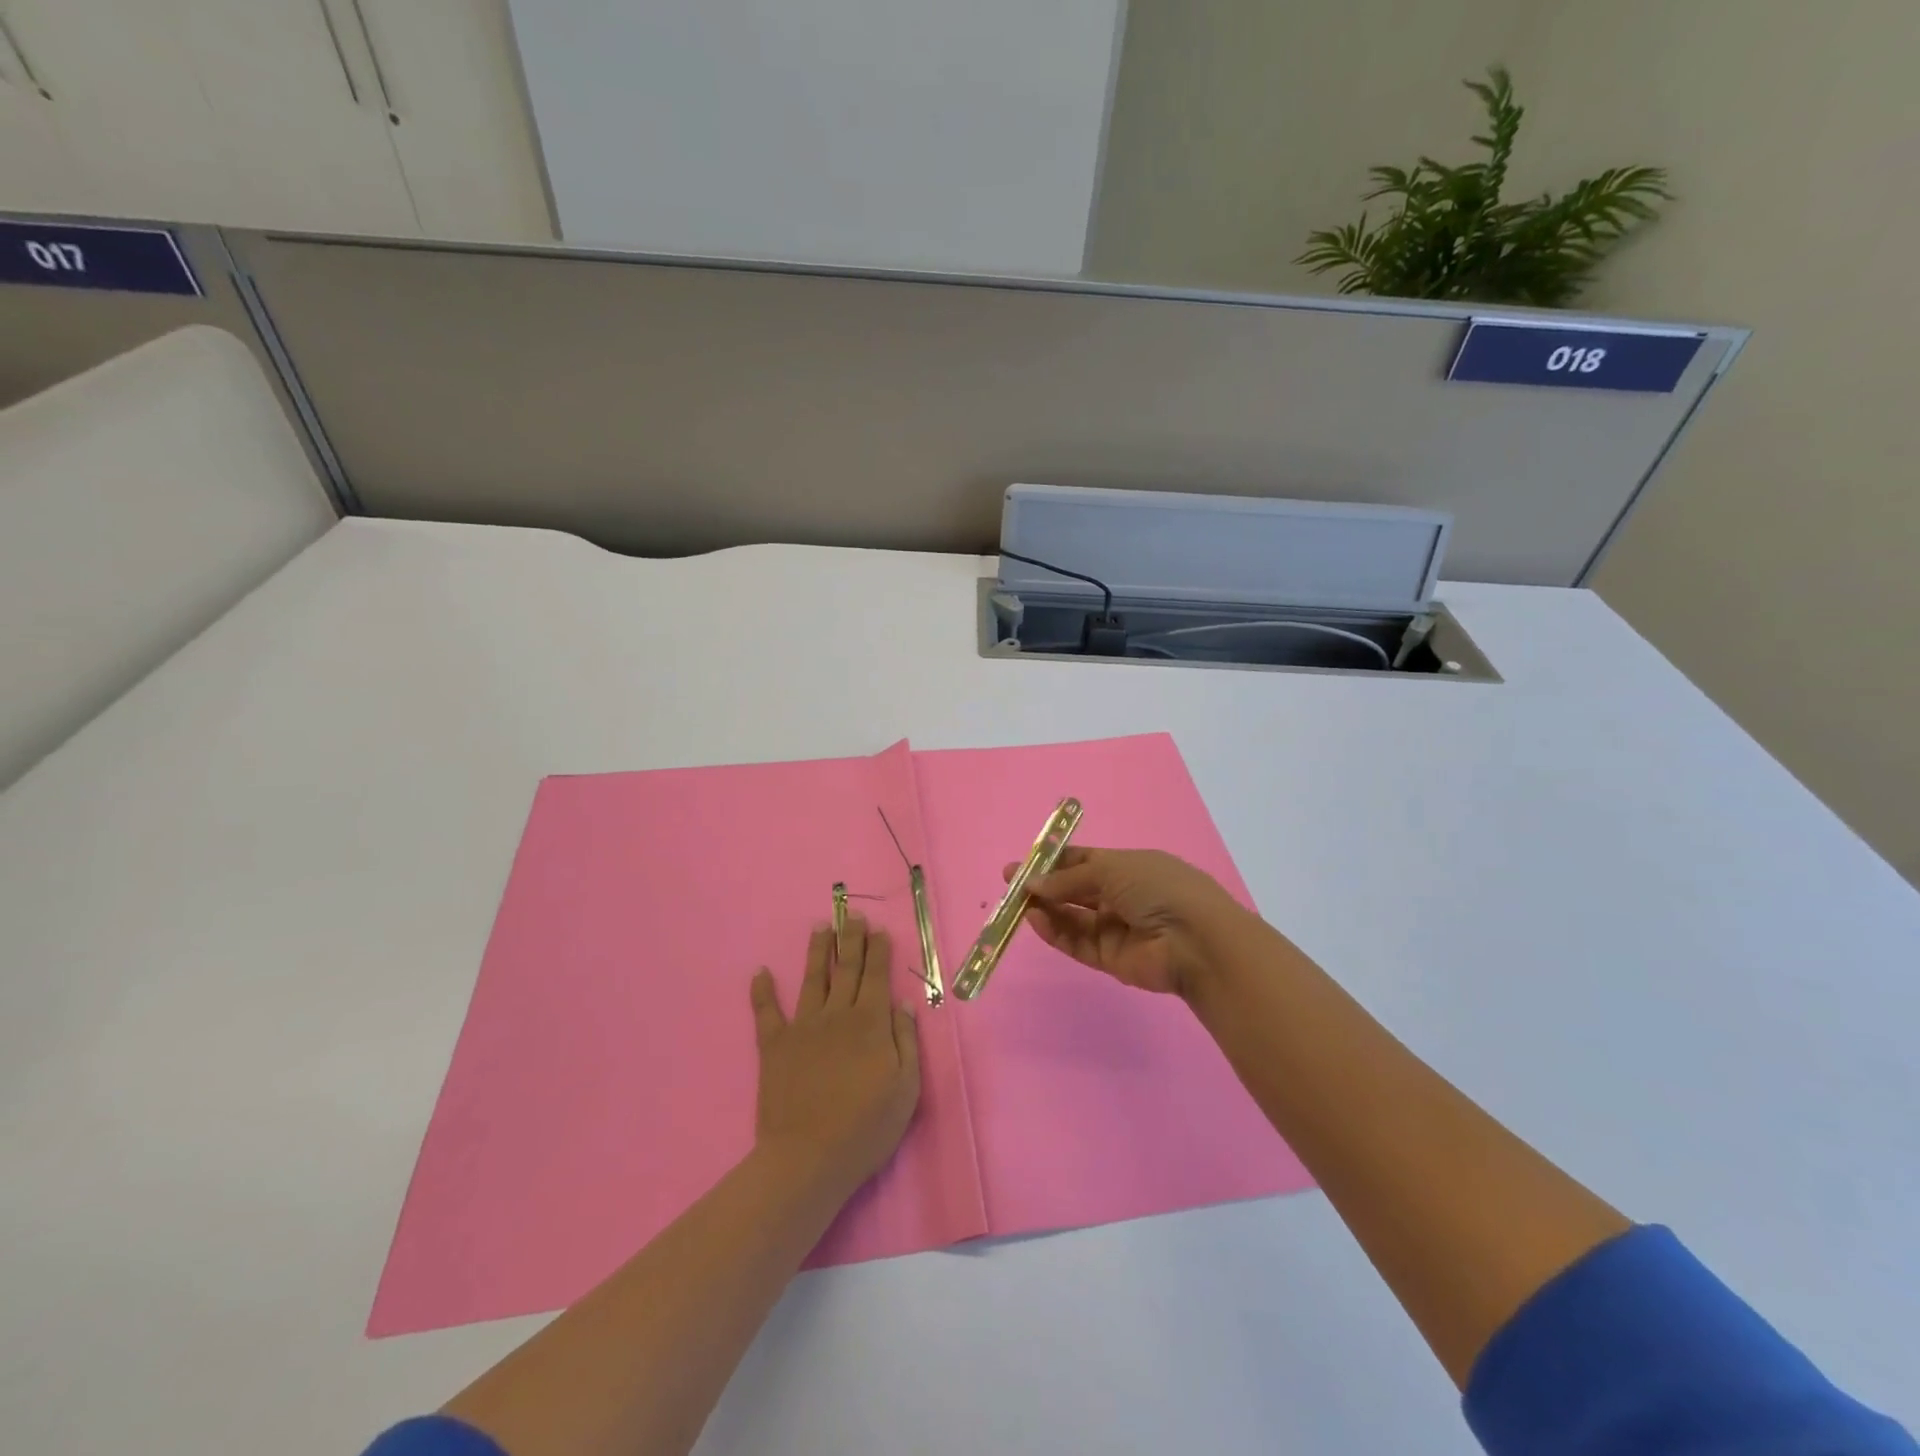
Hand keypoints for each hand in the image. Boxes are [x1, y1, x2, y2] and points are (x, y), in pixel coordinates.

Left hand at [749, 916, 920, 1194]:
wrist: (808, 1159)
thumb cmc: (866, 1127)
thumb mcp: (906, 1089)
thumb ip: (906, 1042)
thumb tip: (903, 1005)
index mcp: (870, 1023)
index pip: (876, 976)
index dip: (878, 951)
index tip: (879, 930)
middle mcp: (836, 1015)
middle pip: (846, 968)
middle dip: (851, 938)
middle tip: (852, 914)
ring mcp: (802, 1027)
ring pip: (811, 979)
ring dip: (816, 951)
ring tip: (820, 927)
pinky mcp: (774, 1046)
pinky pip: (766, 1012)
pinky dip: (762, 991)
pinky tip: (760, 972)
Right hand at [1007, 846, 1256, 998]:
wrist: (1195, 941)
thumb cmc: (1157, 888)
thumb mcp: (1111, 869)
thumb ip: (1069, 878)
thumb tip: (1033, 883)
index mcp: (1129, 868)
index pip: (1085, 861)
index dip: (1054, 861)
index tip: (1024, 862)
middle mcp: (1122, 896)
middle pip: (1075, 890)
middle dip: (1044, 885)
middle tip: (1011, 883)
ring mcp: (1116, 928)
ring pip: (1072, 917)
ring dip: (1046, 908)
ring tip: (1018, 902)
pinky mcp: (1110, 959)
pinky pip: (1077, 942)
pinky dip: (1055, 931)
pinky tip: (1035, 920)